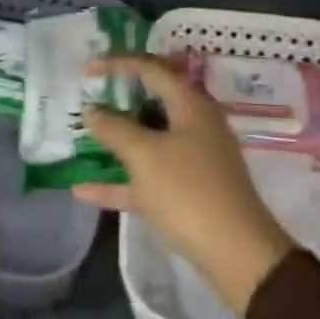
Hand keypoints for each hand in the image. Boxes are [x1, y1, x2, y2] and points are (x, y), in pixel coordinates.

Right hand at [78, 54, 295, 314]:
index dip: (117, 63)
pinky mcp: (188, 193)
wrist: (237, 255)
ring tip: (82, 137)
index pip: (151, 68)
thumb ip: (114, 128)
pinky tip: (82, 189)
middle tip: (87, 97)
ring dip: (116, 140)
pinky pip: (147, 178)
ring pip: (149, 140)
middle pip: (152, 102)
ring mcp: (193, 160)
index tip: (86, 69)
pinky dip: (119, 181)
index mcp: (191, 105)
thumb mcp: (145, 155)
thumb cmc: (189, 191)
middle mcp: (195, 126)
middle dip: (118, 100)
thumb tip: (92, 110)